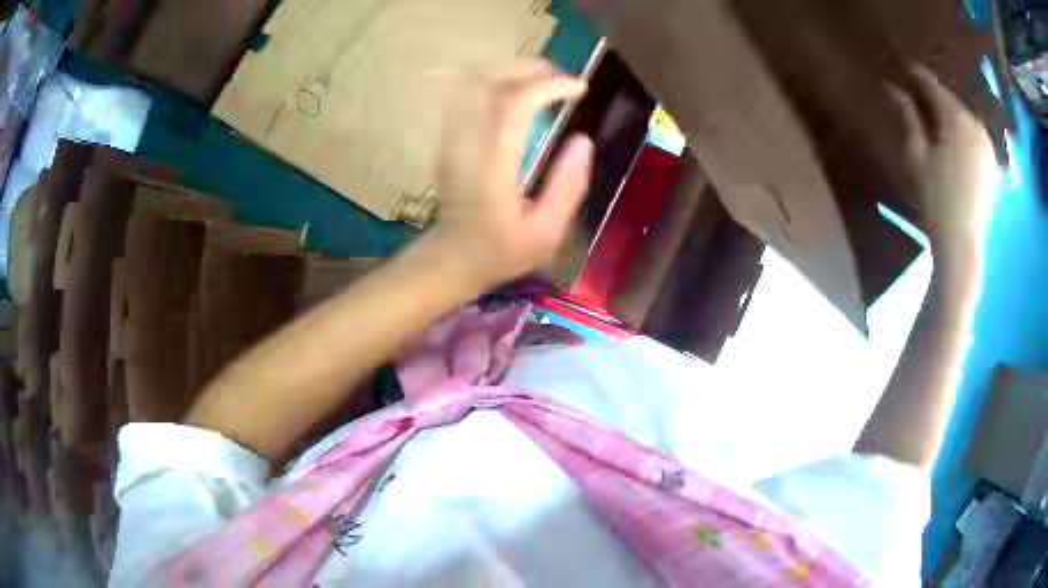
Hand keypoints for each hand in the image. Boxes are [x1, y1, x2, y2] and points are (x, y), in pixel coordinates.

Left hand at [425, 60, 593, 290]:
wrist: (451, 258)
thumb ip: (568, 186)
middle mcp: (467, 144)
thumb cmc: (501, 251)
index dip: (549, 87)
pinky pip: (466, 95)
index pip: (515, 106)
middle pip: (487, 83)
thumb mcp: (547, 232)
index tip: (579, 89)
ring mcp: (452, 139)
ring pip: (472, 83)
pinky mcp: (449, 139)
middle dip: (527, 69)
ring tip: (543, 77)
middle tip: (561, 76)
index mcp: (493, 166)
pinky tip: (515, 88)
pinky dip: (493, 82)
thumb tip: (583, 140)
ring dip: (509, 71)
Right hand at [888, 65, 997, 264]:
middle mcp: (975, 125)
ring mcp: (987, 146)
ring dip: (953, 112)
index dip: (919, 75)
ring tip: (939, 111)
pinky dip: (966, 130)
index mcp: (956, 119)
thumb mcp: (917, 154)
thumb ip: (908, 117)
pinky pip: (977, 135)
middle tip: (921, 89)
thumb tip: (893, 87)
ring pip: (966, 117)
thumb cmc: (935, 198)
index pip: (934, 86)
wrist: (962, 243)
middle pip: (953, 100)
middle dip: (937, 94)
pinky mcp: (993, 164)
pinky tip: (958, 136)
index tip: (907, 65)